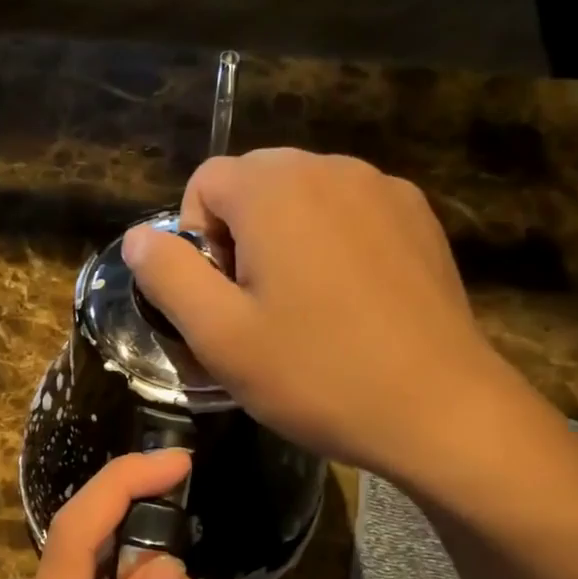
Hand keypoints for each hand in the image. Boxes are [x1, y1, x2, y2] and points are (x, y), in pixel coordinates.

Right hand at [122, 148, 519, 482]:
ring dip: (285, 243)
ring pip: (304, 200)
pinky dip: (331, 247)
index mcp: (276, 189)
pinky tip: (350, 306)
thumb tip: (139, 238)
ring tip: (304, 312)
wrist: (437, 409)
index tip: (220, 302)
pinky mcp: (418, 220)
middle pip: (254, 185)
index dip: (195, 243)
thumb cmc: (315, 374)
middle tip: (257, 312)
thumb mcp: (219, 336)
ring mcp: (384, 190)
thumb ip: (168, 276)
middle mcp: (332, 169)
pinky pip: (350, 216)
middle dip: (239, 239)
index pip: (203, 182)